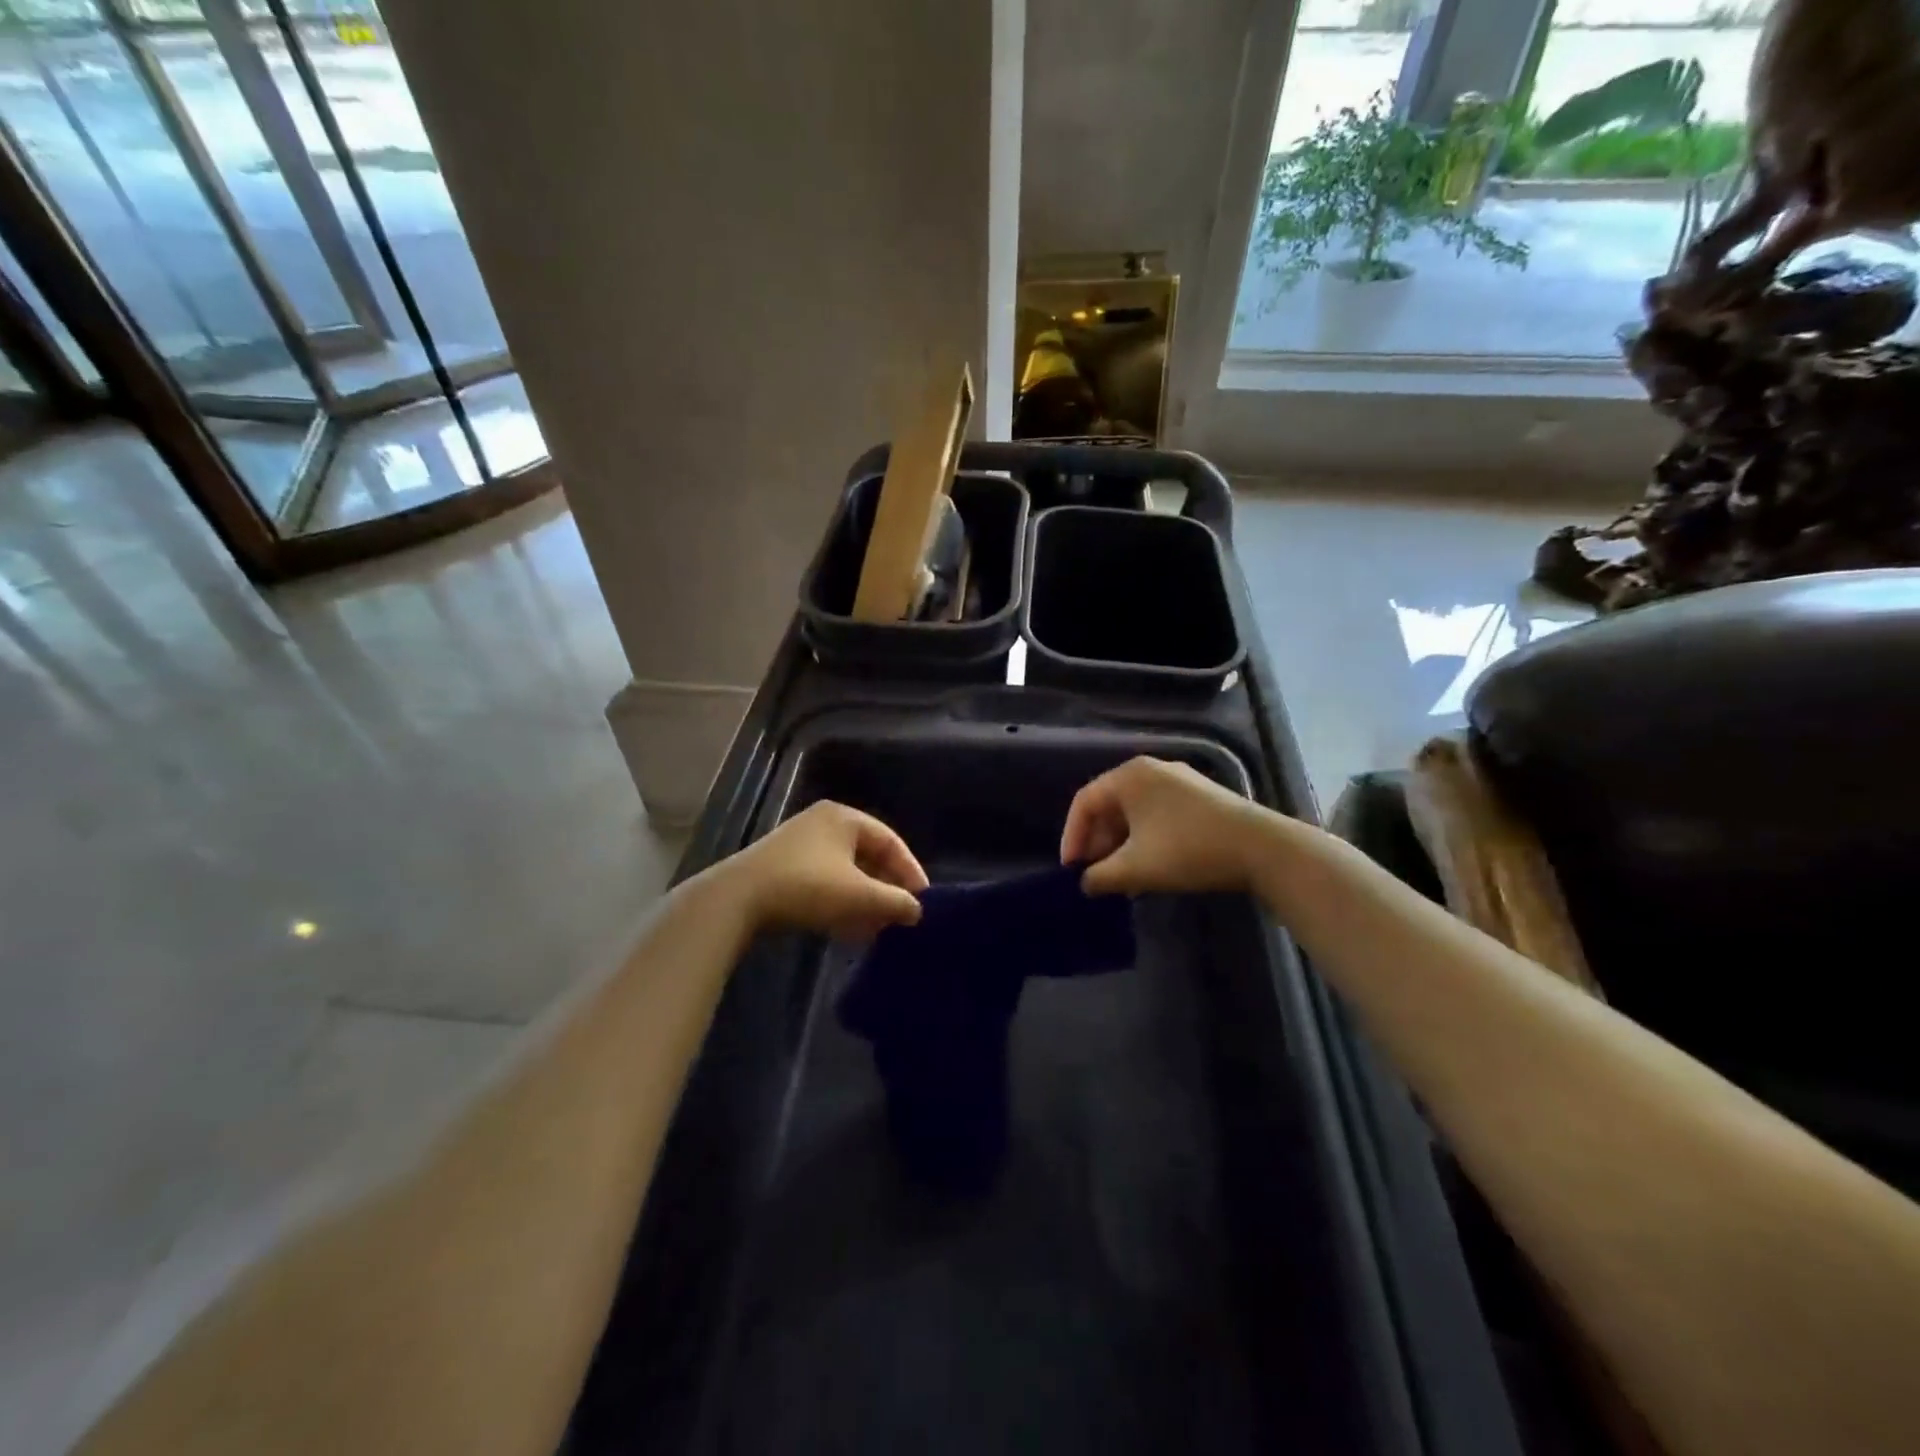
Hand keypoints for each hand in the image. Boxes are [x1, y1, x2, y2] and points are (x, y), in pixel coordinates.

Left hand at [717, 801, 927, 939]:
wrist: (736, 900)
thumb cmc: (807, 887)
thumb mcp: (859, 896)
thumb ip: (895, 901)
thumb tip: (917, 910)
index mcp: (844, 817)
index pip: (891, 841)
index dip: (910, 871)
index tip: (922, 901)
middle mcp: (823, 823)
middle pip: (868, 856)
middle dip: (886, 889)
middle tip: (900, 916)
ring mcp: (799, 845)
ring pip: (845, 872)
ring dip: (864, 900)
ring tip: (878, 929)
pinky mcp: (782, 868)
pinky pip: (824, 882)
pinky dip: (841, 903)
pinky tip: (848, 930)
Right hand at [1061, 757, 1267, 896]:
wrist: (1261, 848)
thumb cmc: (1187, 850)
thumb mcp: (1135, 868)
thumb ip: (1101, 876)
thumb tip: (1085, 883)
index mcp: (1129, 776)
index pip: (1084, 802)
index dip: (1072, 837)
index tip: (1071, 870)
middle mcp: (1151, 770)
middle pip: (1110, 805)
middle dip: (1098, 842)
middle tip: (1095, 874)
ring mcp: (1179, 781)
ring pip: (1135, 812)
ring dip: (1121, 844)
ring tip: (1121, 877)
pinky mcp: (1200, 797)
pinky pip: (1158, 814)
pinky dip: (1145, 839)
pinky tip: (1151, 867)